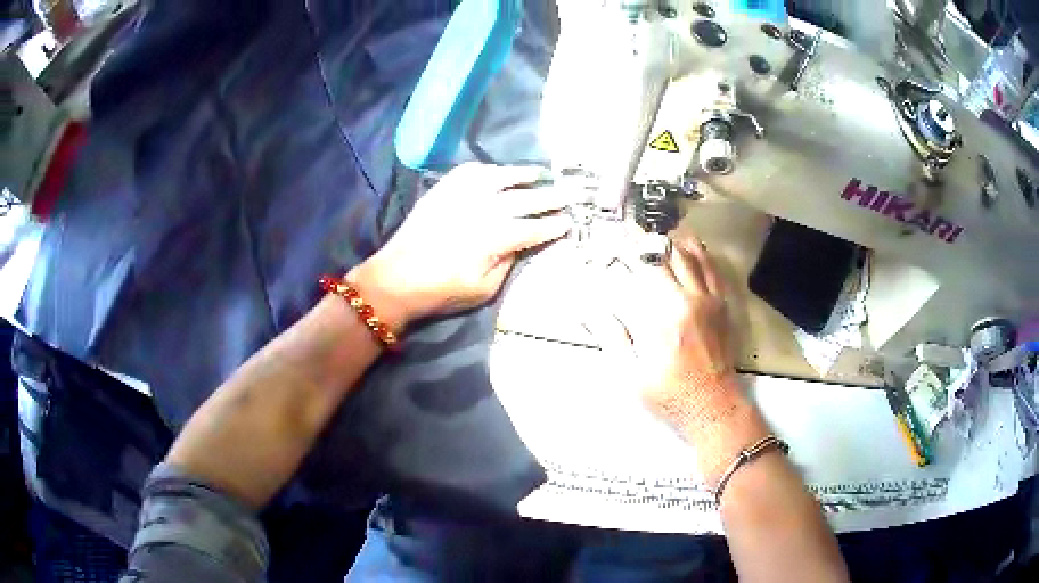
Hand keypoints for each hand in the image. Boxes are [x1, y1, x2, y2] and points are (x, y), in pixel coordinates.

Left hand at [348, 163, 571, 330]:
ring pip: (501, 177)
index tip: (568, 222)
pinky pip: (471, 171)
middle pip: (525, 199)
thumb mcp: (484, 289)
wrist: (396, 278)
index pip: (534, 228)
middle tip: (567, 195)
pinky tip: (498, 172)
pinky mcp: (444, 189)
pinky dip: (489, 169)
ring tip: (540, 173)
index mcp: (496, 237)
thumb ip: (507, 262)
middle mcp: (484, 208)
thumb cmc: (441, 291)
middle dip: (549, 197)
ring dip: (523, 174)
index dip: (554, 225)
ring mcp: (462, 194)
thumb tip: (520, 243)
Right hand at [611, 235, 733, 392]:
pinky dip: (700, 252)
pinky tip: (690, 244)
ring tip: (655, 232)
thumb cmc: (669, 395)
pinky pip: (712, 269)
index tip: (611, 239)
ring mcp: (708, 300)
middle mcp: (687, 300)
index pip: (641, 269)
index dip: (625, 249)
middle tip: (629, 231)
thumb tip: (589, 310)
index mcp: (662, 316)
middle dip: (645, 240)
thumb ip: (612, 338)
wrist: (712, 407)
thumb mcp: (631, 376)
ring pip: (690, 256)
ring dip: (671, 241)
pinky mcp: (721, 306)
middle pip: (666, 256)